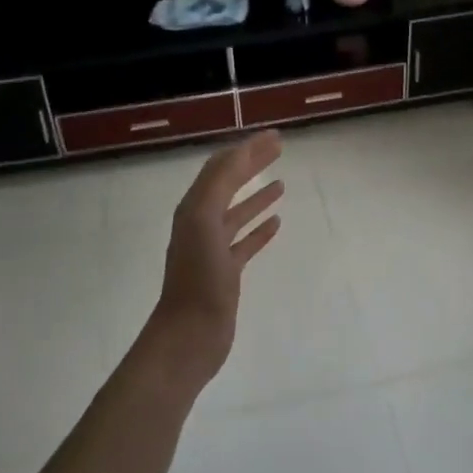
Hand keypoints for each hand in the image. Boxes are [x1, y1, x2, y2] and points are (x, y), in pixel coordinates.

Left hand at [145, 131, 285, 387]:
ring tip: (282, 183)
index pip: (221, 167)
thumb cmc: (198, 278)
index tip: (274, 136)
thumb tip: (239, 151)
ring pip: (238, 213)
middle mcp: (201, 222)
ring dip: (258, 195)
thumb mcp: (205, 221)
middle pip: (229, 184)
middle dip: (253, 164)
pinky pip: (245, 241)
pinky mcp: (226, 271)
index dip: (246, 148)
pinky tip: (277, 222)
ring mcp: (213, 248)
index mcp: (194, 208)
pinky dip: (260, 228)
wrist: (190, 335)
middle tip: (280, 148)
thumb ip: (220, 184)